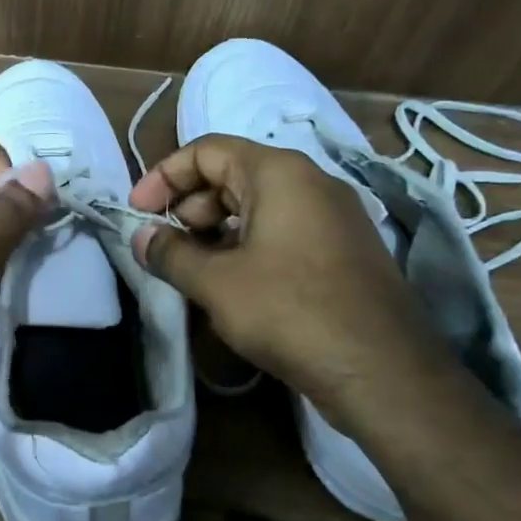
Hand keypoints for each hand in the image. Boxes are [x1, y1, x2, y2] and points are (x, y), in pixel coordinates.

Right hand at [128, 134, 452, 422]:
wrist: (382, 370)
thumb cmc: (290, 310)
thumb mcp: (216, 282)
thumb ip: (170, 253)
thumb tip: (141, 237)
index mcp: (279, 173)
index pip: (206, 150)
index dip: (164, 177)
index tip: (137, 212)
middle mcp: (310, 182)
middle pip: (232, 174)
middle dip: (188, 205)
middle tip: (164, 244)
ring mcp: (333, 217)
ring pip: (257, 206)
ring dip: (214, 229)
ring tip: (191, 267)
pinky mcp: (342, 250)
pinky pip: (281, 231)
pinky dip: (246, 245)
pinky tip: (230, 283)